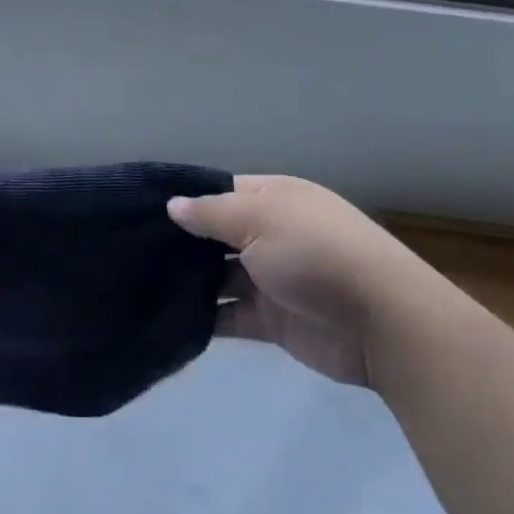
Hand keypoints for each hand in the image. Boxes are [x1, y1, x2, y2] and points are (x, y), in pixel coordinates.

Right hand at [168, 175, 445, 389]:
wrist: (380, 321)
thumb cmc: (315, 251)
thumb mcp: (259, 218)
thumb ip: (211, 213)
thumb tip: (172, 205)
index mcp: (274, 198)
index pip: (220, 192)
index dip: (186, 199)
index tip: (142, 209)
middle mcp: (271, 233)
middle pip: (217, 234)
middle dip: (182, 242)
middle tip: (132, 249)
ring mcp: (273, 278)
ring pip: (220, 275)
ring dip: (190, 281)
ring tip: (141, 282)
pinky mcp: (274, 321)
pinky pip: (231, 315)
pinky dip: (206, 318)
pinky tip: (169, 317)